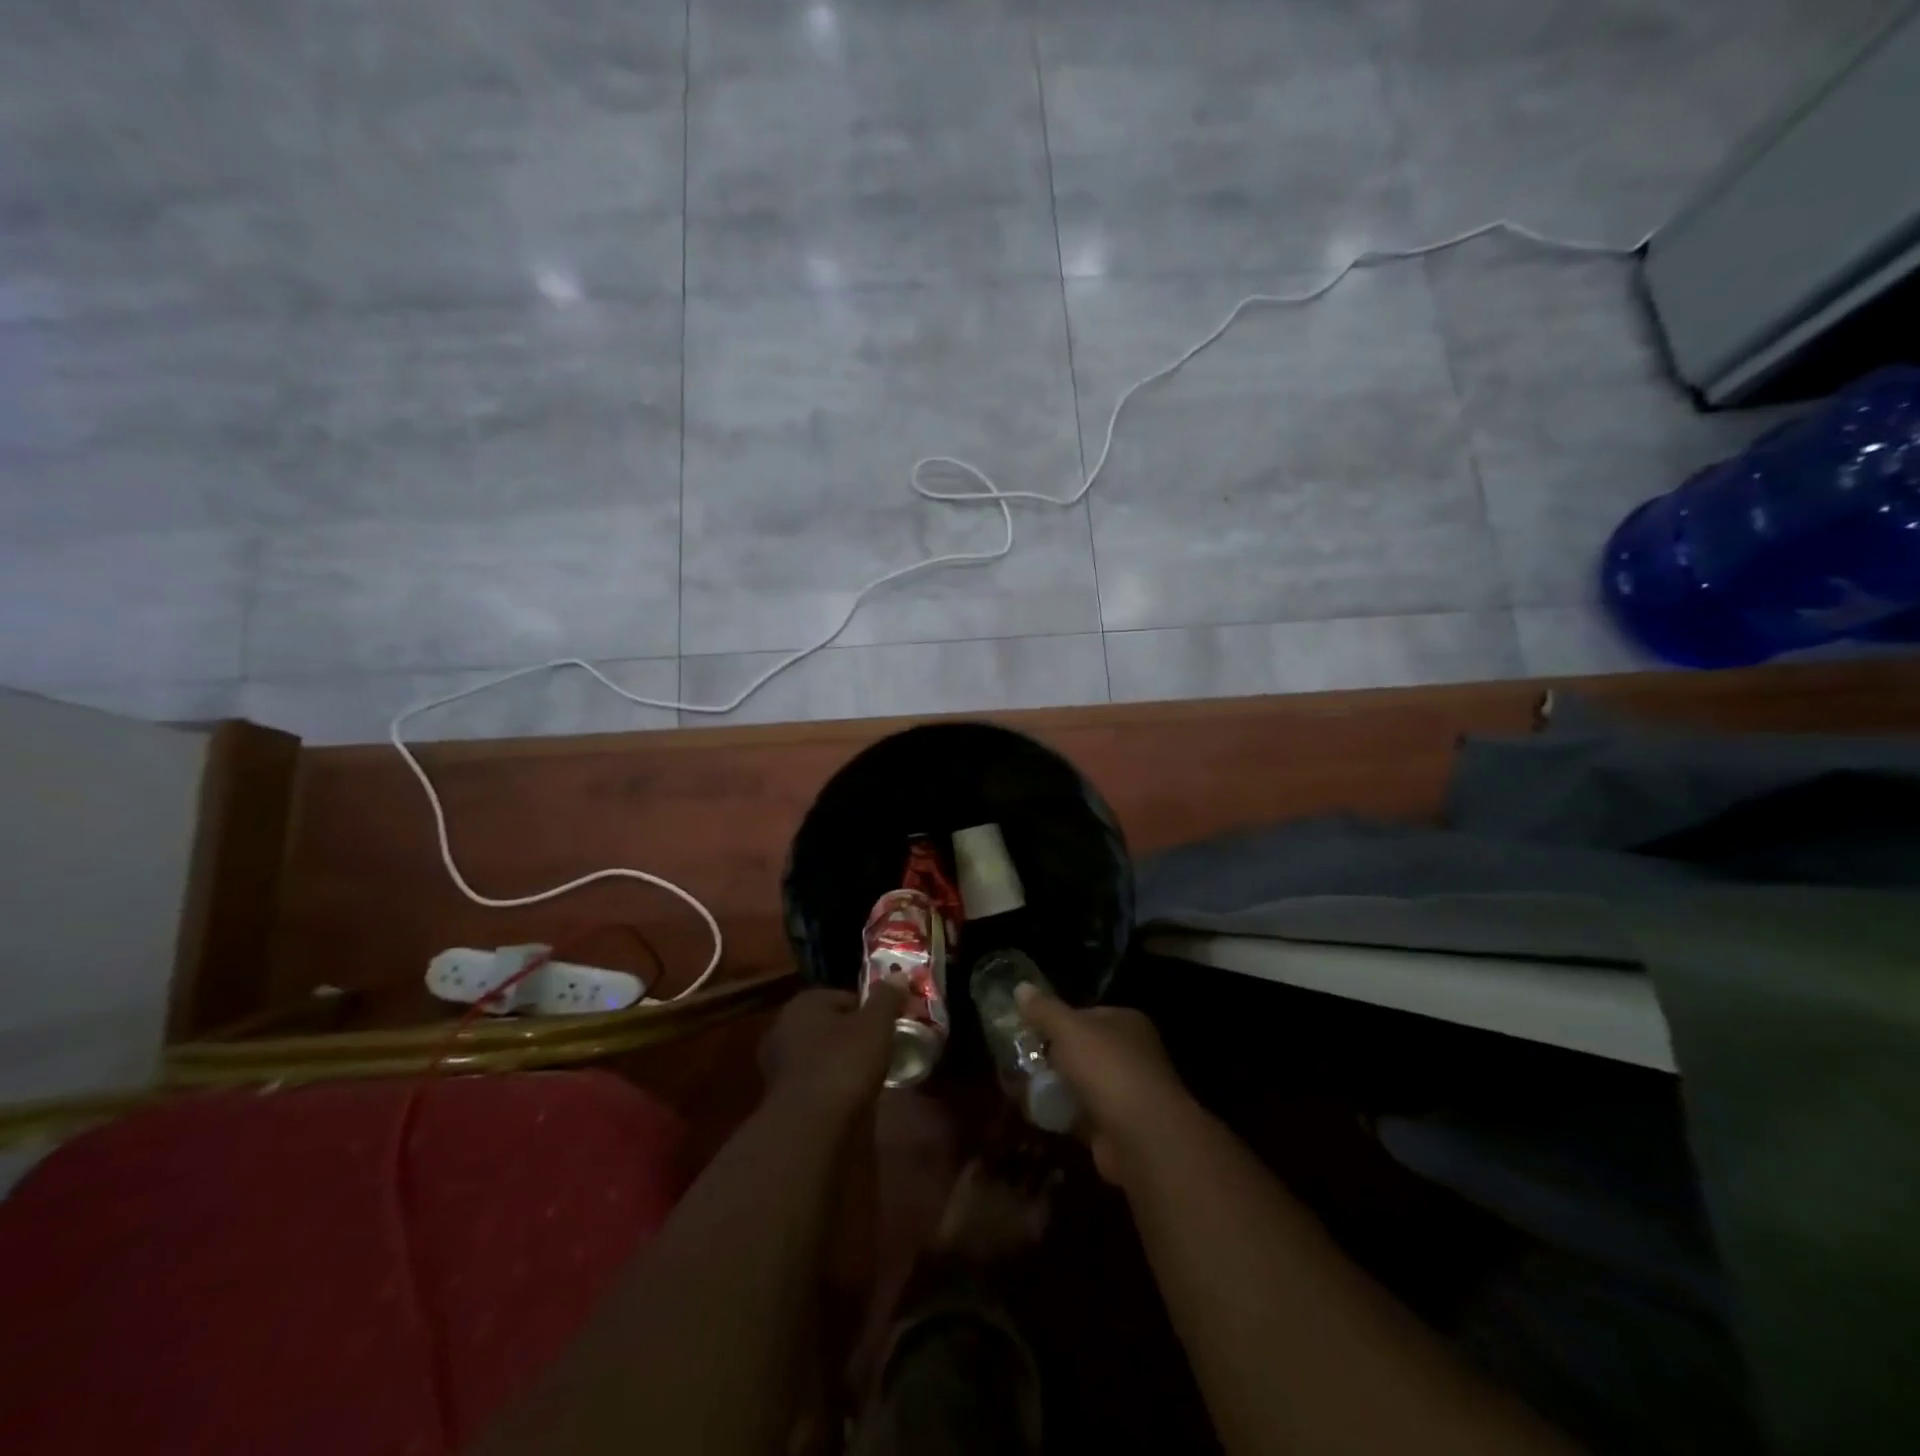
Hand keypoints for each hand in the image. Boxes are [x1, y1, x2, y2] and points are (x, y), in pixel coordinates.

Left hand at [759, 983, 904, 1116]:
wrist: (810, 1126)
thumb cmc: (844, 1063)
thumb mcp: (876, 1025)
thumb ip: (887, 998)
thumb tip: (899, 975)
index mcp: (804, 1002)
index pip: (846, 998)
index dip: (871, 1011)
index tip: (890, 1028)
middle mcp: (784, 1026)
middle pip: (831, 1025)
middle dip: (854, 1036)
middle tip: (881, 1051)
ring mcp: (778, 1063)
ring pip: (821, 1054)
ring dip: (841, 1062)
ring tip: (868, 1077)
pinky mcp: (779, 1096)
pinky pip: (814, 1080)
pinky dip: (829, 1085)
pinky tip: (848, 1097)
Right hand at [1016, 988, 1190, 1184]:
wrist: (1142, 1137)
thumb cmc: (1108, 1069)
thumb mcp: (1069, 1029)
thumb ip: (1044, 1010)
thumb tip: (1020, 987)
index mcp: (1125, 1023)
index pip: (1084, 1014)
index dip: (1054, 1020)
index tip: (1025, 1029)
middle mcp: (1129, 1054)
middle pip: (1080, 1049)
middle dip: (1050, 1056)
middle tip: (1017, 1059)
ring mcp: (1124, 1092)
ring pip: (1078, 1082)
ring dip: (1052, 1086)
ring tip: (1017, 1086)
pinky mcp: (1114, 1126)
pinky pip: (1079, 1113)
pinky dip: (1059, 1113)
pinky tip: (1034, 1112)